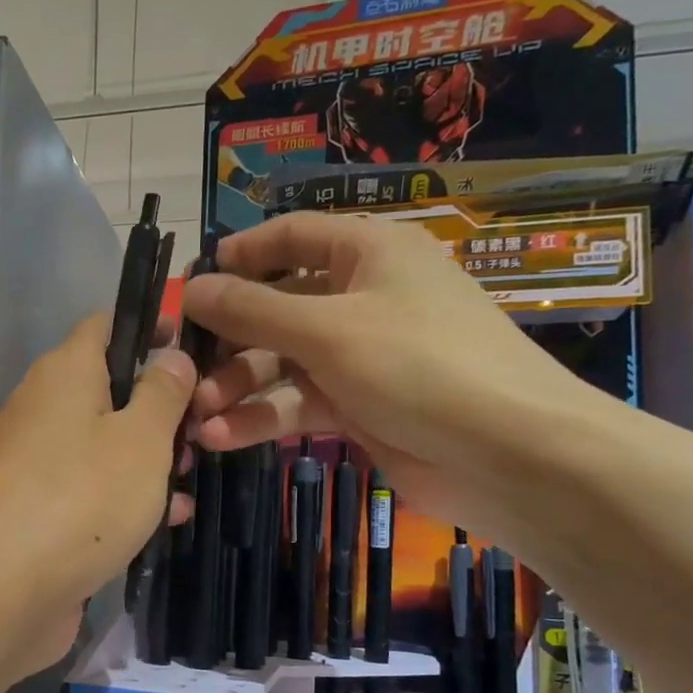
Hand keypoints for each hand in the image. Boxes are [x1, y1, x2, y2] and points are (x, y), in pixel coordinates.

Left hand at [0, 312, 196, 681]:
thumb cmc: (80, 498)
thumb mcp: (141, 439)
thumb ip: (163, 393)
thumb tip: (170, 357)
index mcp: (64, 373)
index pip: (106, 326)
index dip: (152, 330)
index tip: (195, 352)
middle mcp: (43, 409)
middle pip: (109, 391)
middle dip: (159, 411)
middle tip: (200, 436)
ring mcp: (35, 464)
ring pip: (103, 446)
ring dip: (148, 462)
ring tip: (188, 485)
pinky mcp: (36, 513)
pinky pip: (88, 491)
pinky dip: (122, 501)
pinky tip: (162, 526)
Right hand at [181, 214, 595, 532]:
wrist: (508, 456)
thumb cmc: (419, 366)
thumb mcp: (327, 329)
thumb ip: (253, 310)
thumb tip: (191, 287)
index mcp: (368, 253)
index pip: (292, 236)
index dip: (240, 256)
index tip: (192, 282)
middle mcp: (363, 297)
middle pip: (278, 307)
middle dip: (230, 340)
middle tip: (183, 368)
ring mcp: (361, 355)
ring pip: (283, 363)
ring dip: (239, 388)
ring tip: (199, 416)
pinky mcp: (360, 406)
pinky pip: (299, 403)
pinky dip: (263, 419)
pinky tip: (223, 438)